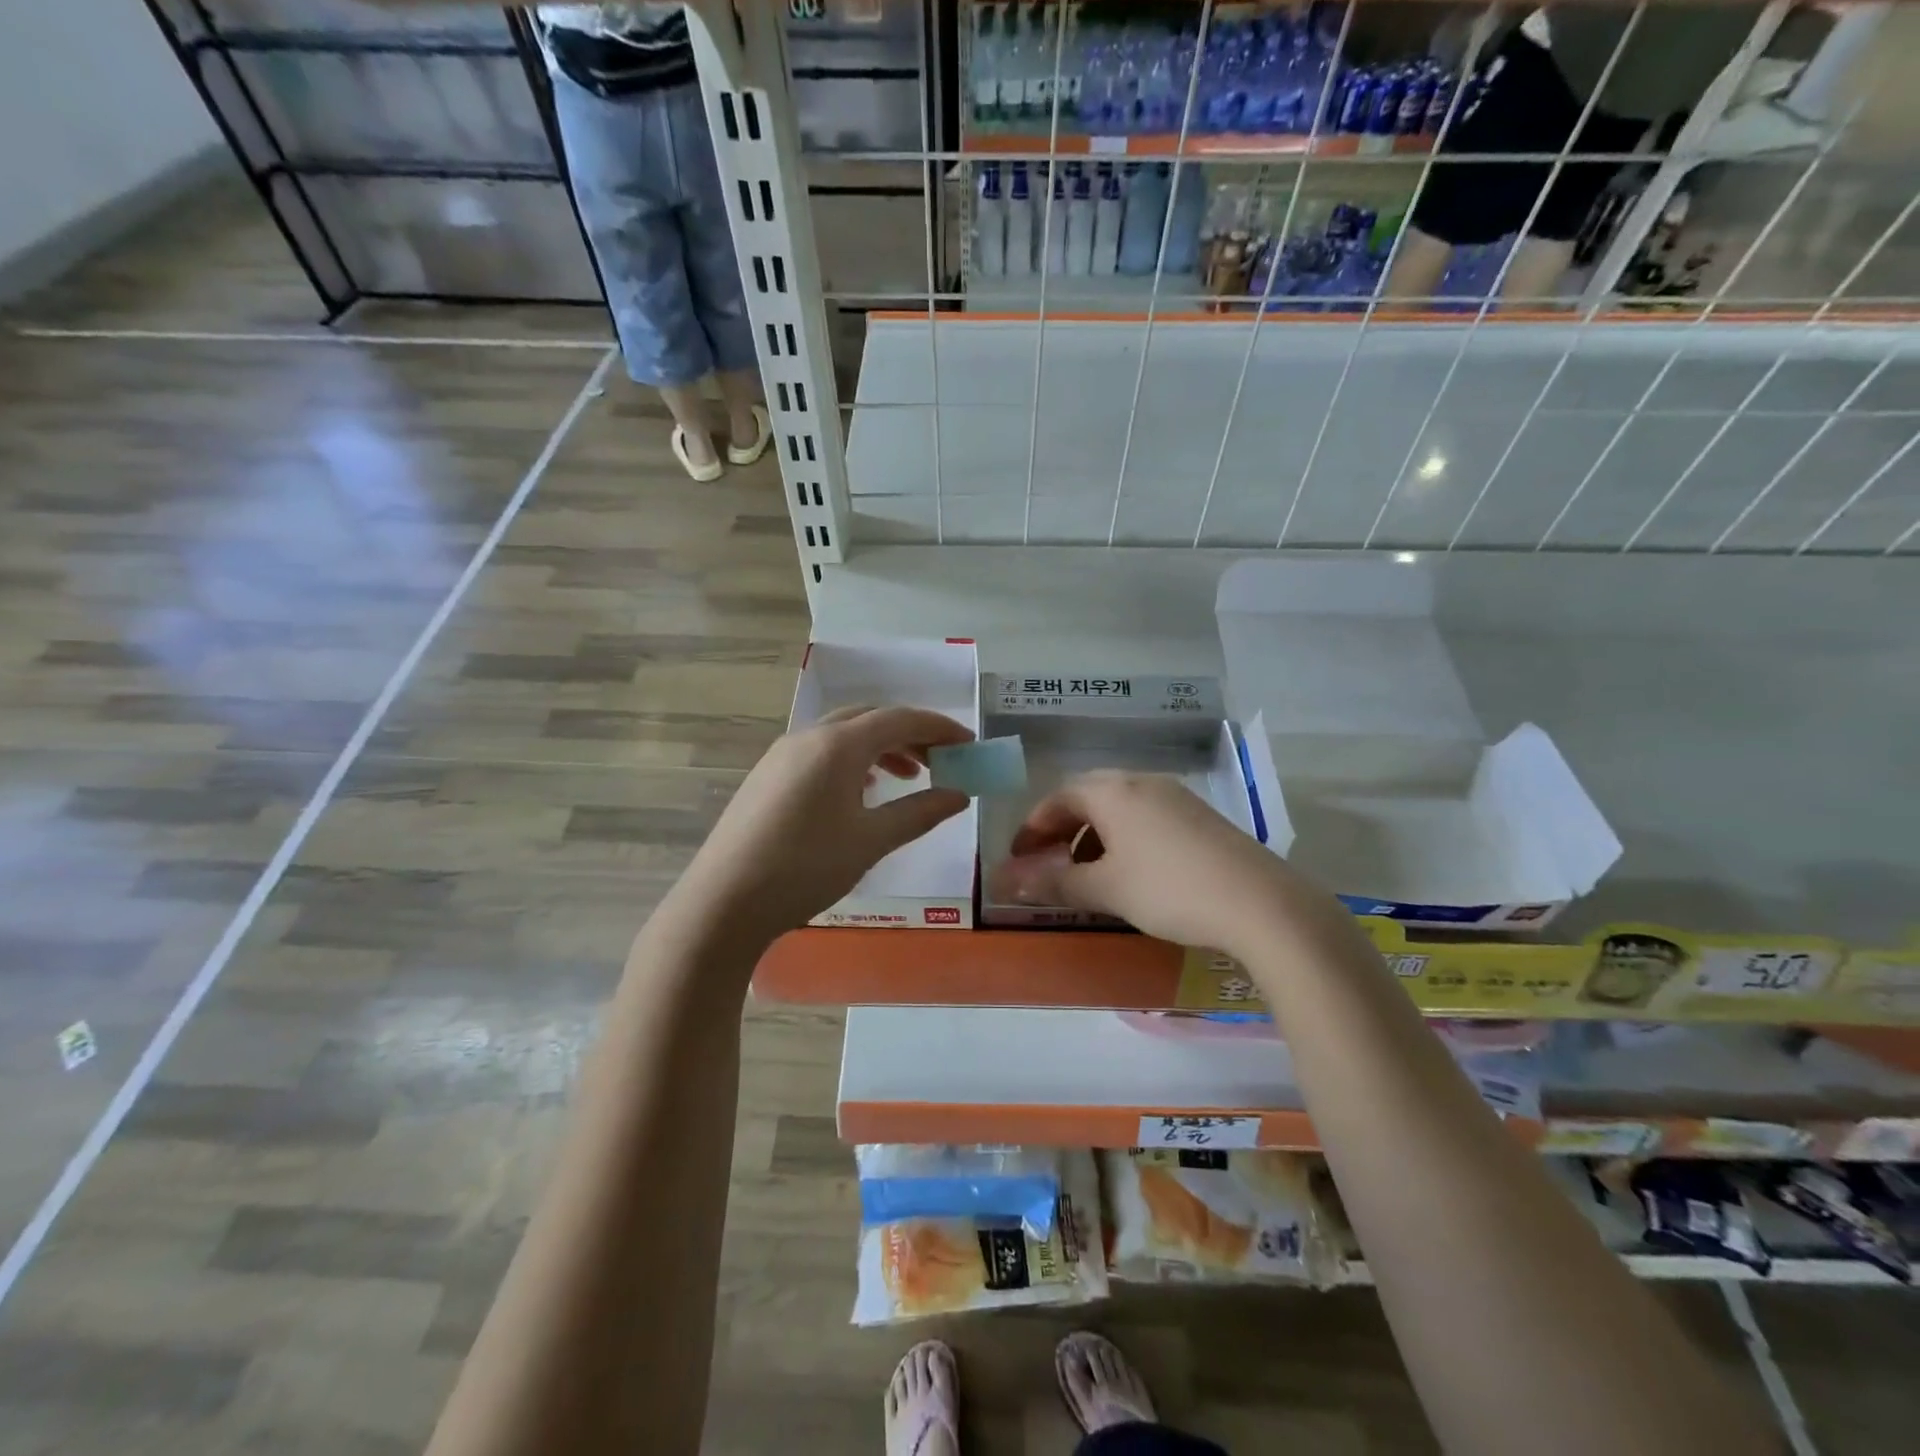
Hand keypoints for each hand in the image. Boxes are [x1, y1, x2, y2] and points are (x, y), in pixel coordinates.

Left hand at [671, 705, 972, 945]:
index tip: (969, 742)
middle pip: (870, 719)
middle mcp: (809, 737)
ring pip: (843, 734)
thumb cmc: (806, 868)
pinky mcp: (767, 775)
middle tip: (941, 761)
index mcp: (838, 744)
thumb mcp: (871, 841)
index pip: (900, 719)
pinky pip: (821, 751)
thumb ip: (919, 812)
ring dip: (881, 747)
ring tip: (908, 777)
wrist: (724, 901)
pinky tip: (861, 791)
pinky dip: (852, 760)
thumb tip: (959, 795)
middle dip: (910, 734)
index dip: (939, 727)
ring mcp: (783, 754)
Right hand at [990, 771, 1310, 958]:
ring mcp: (1176, 797)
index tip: (1018, 859)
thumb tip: (1004, 880)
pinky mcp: (1200, 817)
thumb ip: (1052, 881)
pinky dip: (1123, 838)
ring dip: (1092, 834)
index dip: (1032, 828)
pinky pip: (1145, 817)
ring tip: (1087, 873)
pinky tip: (1130, 872)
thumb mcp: (1104, 888)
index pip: (1058, 798)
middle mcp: (1142, 782)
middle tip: (1048, 862)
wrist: (1260, 903)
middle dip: (1061, 829)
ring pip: (1118, 807)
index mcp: (1113, 791)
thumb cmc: (1168, 889)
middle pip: (1087, 796)